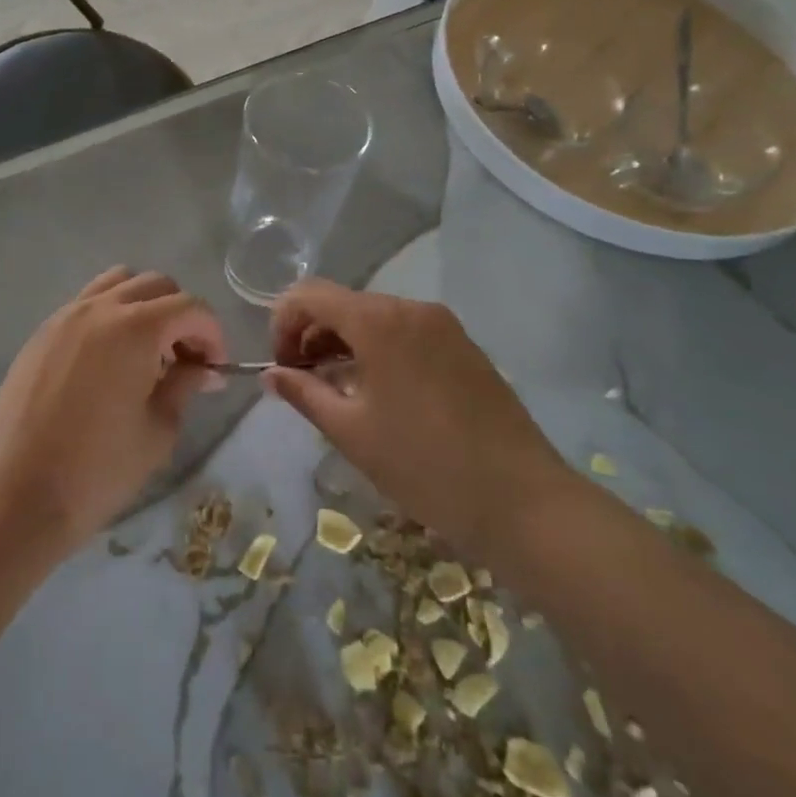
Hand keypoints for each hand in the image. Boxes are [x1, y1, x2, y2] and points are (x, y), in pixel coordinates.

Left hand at [0, 267, 226, 553]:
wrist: (14, 495)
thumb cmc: (96, 470)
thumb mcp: (158, 430)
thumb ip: (184, 385)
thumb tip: (201, 368)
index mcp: (135, 327)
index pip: (190, 307)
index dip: (212, 334)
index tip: (214, 369)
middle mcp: (99, 308)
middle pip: (155, 285)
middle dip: (180, 315)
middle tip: (185, 360)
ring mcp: (64, 317)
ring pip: (117, 284)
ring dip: (143, 306)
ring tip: (146, 352)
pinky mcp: (41, 334)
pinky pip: (86, 305)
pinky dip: (109, 316)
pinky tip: (109, 362)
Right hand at [264, 279, 571, 557]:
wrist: (524, 501)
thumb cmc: (425, 465)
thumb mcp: (351, 432)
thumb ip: (304, 393)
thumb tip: (271, 374)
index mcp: (378, 321)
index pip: (309, 295)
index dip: (283, 323)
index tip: (281, 367)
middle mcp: (410, 308)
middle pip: (342, 303)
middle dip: (312, 335)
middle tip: (302, 382)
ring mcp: (442, 325)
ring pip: (374, 317)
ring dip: (344, 343)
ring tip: (336, 391)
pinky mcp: (463, 345)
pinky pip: (405, 332)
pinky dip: (378, 349)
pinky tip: (378, 393)